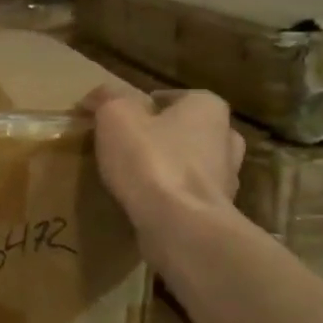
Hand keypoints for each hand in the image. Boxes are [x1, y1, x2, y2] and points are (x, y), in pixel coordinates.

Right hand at [81, 82, 243, 230]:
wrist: (180, 226)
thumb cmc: (151, 160)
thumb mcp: (116, 116)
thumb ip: (107, 98)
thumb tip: (96, 96)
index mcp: (208, 108)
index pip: (173, 98)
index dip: (143, 107)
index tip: (119, 122)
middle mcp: (226, 140)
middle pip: (187, 132)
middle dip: (162, 138)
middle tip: (129, 149)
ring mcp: (226, 180)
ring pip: (191, 166)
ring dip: (169, 170)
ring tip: (135, 180)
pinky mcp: (216, 214)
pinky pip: (188, 198)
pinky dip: (171, 199)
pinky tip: (146, 205)